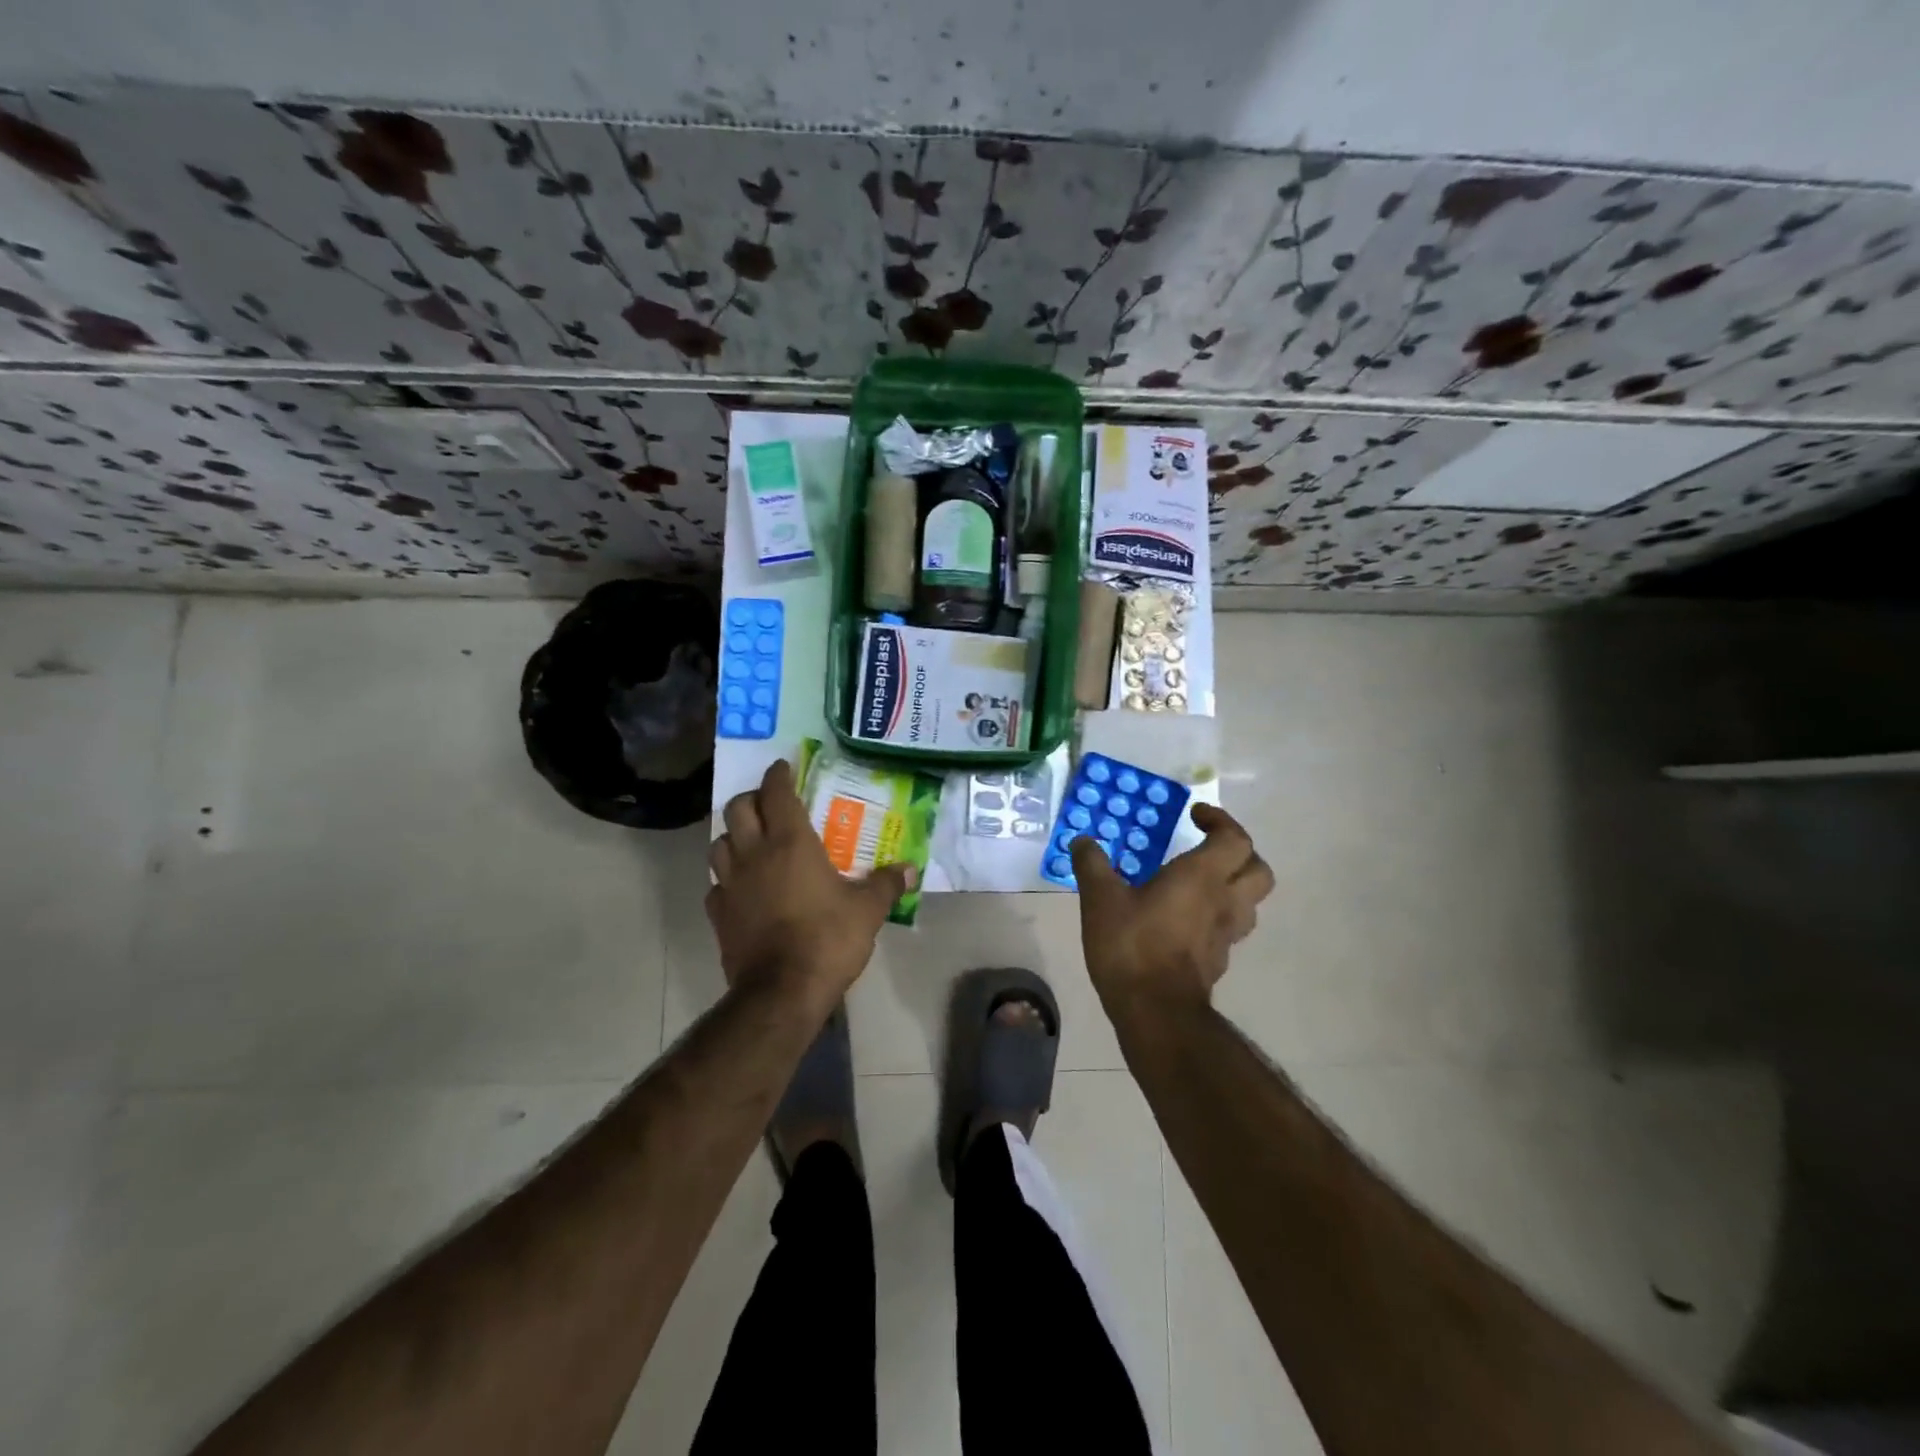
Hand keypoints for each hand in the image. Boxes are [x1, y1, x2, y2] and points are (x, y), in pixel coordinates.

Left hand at [707, 759, 914, 1007]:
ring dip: (733, 835)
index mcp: (791, 843)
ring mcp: (731, 884)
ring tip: (750, 841)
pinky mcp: (718, 914)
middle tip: (768, 803)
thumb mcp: (868, 910)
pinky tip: (741, 887)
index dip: (778, 775)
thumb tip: (911, 869)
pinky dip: (726, 878)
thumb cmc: (828, 938)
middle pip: (738, 809)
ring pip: (719, 843)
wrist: (782, 990)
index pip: (777, 793)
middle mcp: (754, 854)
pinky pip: (716, 885)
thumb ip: (887, 884)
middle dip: (751, 799)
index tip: (783, 767)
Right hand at [1071, 803, 1273, 1012]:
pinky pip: (1229, 928)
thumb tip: (1082, 841)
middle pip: (1258, 869)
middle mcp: (1224, 901)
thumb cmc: (1132, 945)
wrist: (1155, 1011)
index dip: (1220, 820)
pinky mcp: (1218, 961)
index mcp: (1203, 876)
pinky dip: (1217, 916)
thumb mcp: (1100, 898)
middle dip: (1239, 853)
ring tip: (1200, 883)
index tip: (1194, 816)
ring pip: (1250, 902)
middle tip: (1208, 848)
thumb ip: (1092, 864)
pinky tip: (1186, 919)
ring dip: (1233, 885)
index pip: (1235, 838)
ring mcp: (1226, 935)